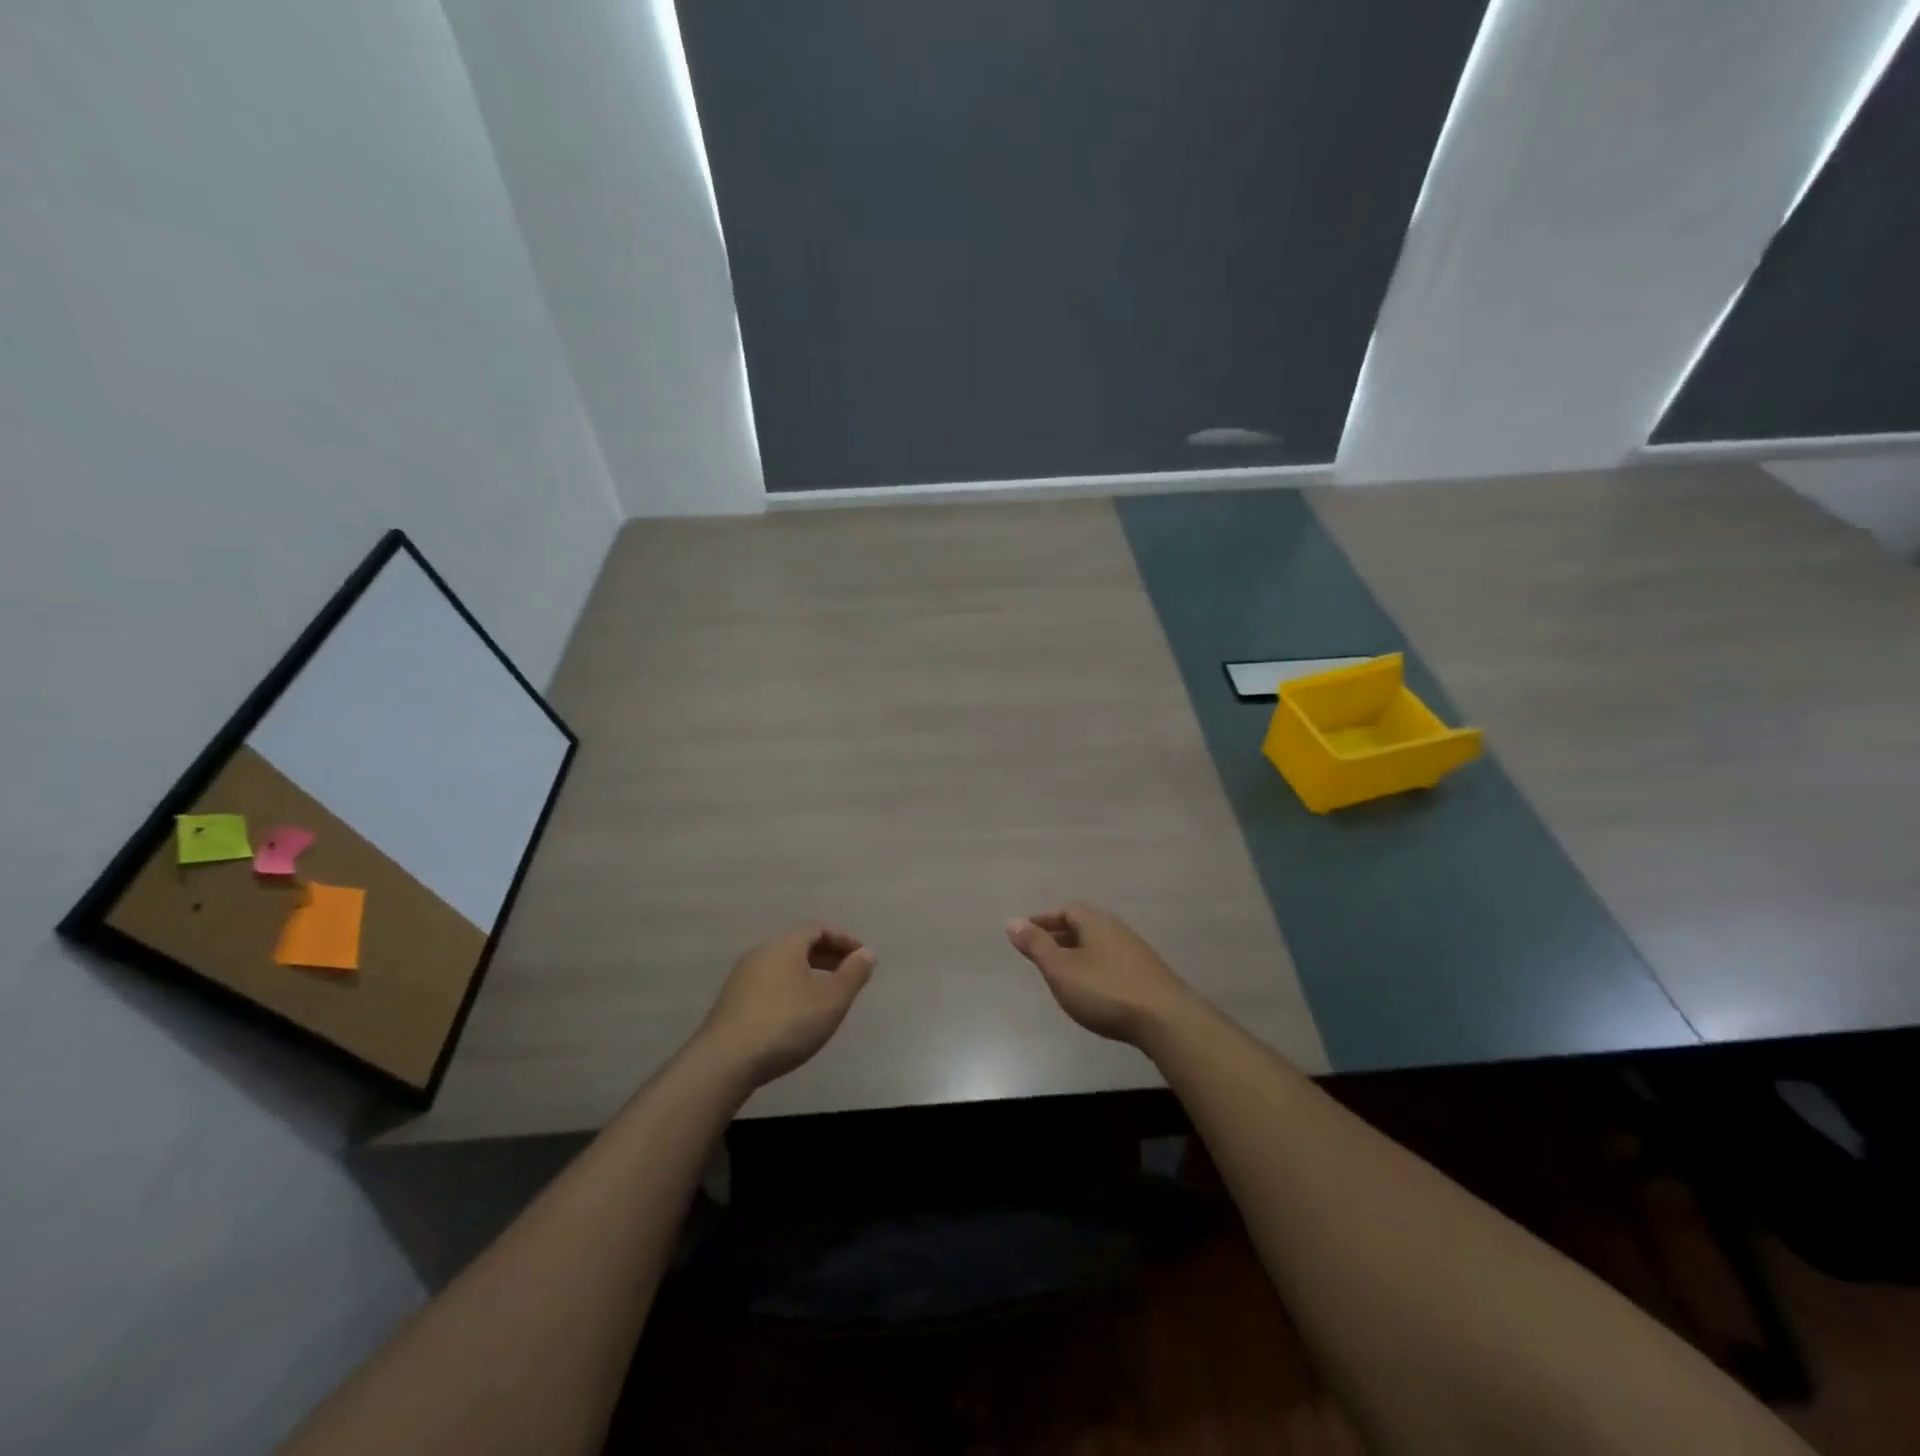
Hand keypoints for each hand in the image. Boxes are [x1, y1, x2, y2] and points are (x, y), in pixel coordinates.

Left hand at [696, 923, 876, 1087]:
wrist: (725, 1062)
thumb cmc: (786, 1024)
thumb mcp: (832, 1000)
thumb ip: (853, 974)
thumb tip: (867, 952)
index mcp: (785, 945)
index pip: (818, 928)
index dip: (843, 940)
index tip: (861, 957)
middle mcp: (760, 953)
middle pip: (798, 945)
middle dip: (826, 956)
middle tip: (847, 975)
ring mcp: (741, 978)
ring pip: (782, 965)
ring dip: (807, 974)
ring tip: (825, 996)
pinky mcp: (731, 1002)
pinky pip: (768, 983)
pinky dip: (789, 989)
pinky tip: (796, 1015)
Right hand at [1005, 903, 1198, 1049]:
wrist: (1165, 1020)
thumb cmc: (1105, 990)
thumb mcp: (1061, 969)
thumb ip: (1036, 946)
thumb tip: (1012, 922)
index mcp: (1095, 921)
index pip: (1066, 910)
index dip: (1044, 920)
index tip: (1027, 933)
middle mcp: (1117, 928)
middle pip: (1084, 924)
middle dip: (1060, 935)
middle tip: (1041, 951)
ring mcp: (1136, 951)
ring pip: (1099, 943)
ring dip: (1079, 952)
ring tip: (1063, 971)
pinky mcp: (1148, 973)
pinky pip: (1112, 960)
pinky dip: (1095, 966)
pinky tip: (1092, 987)